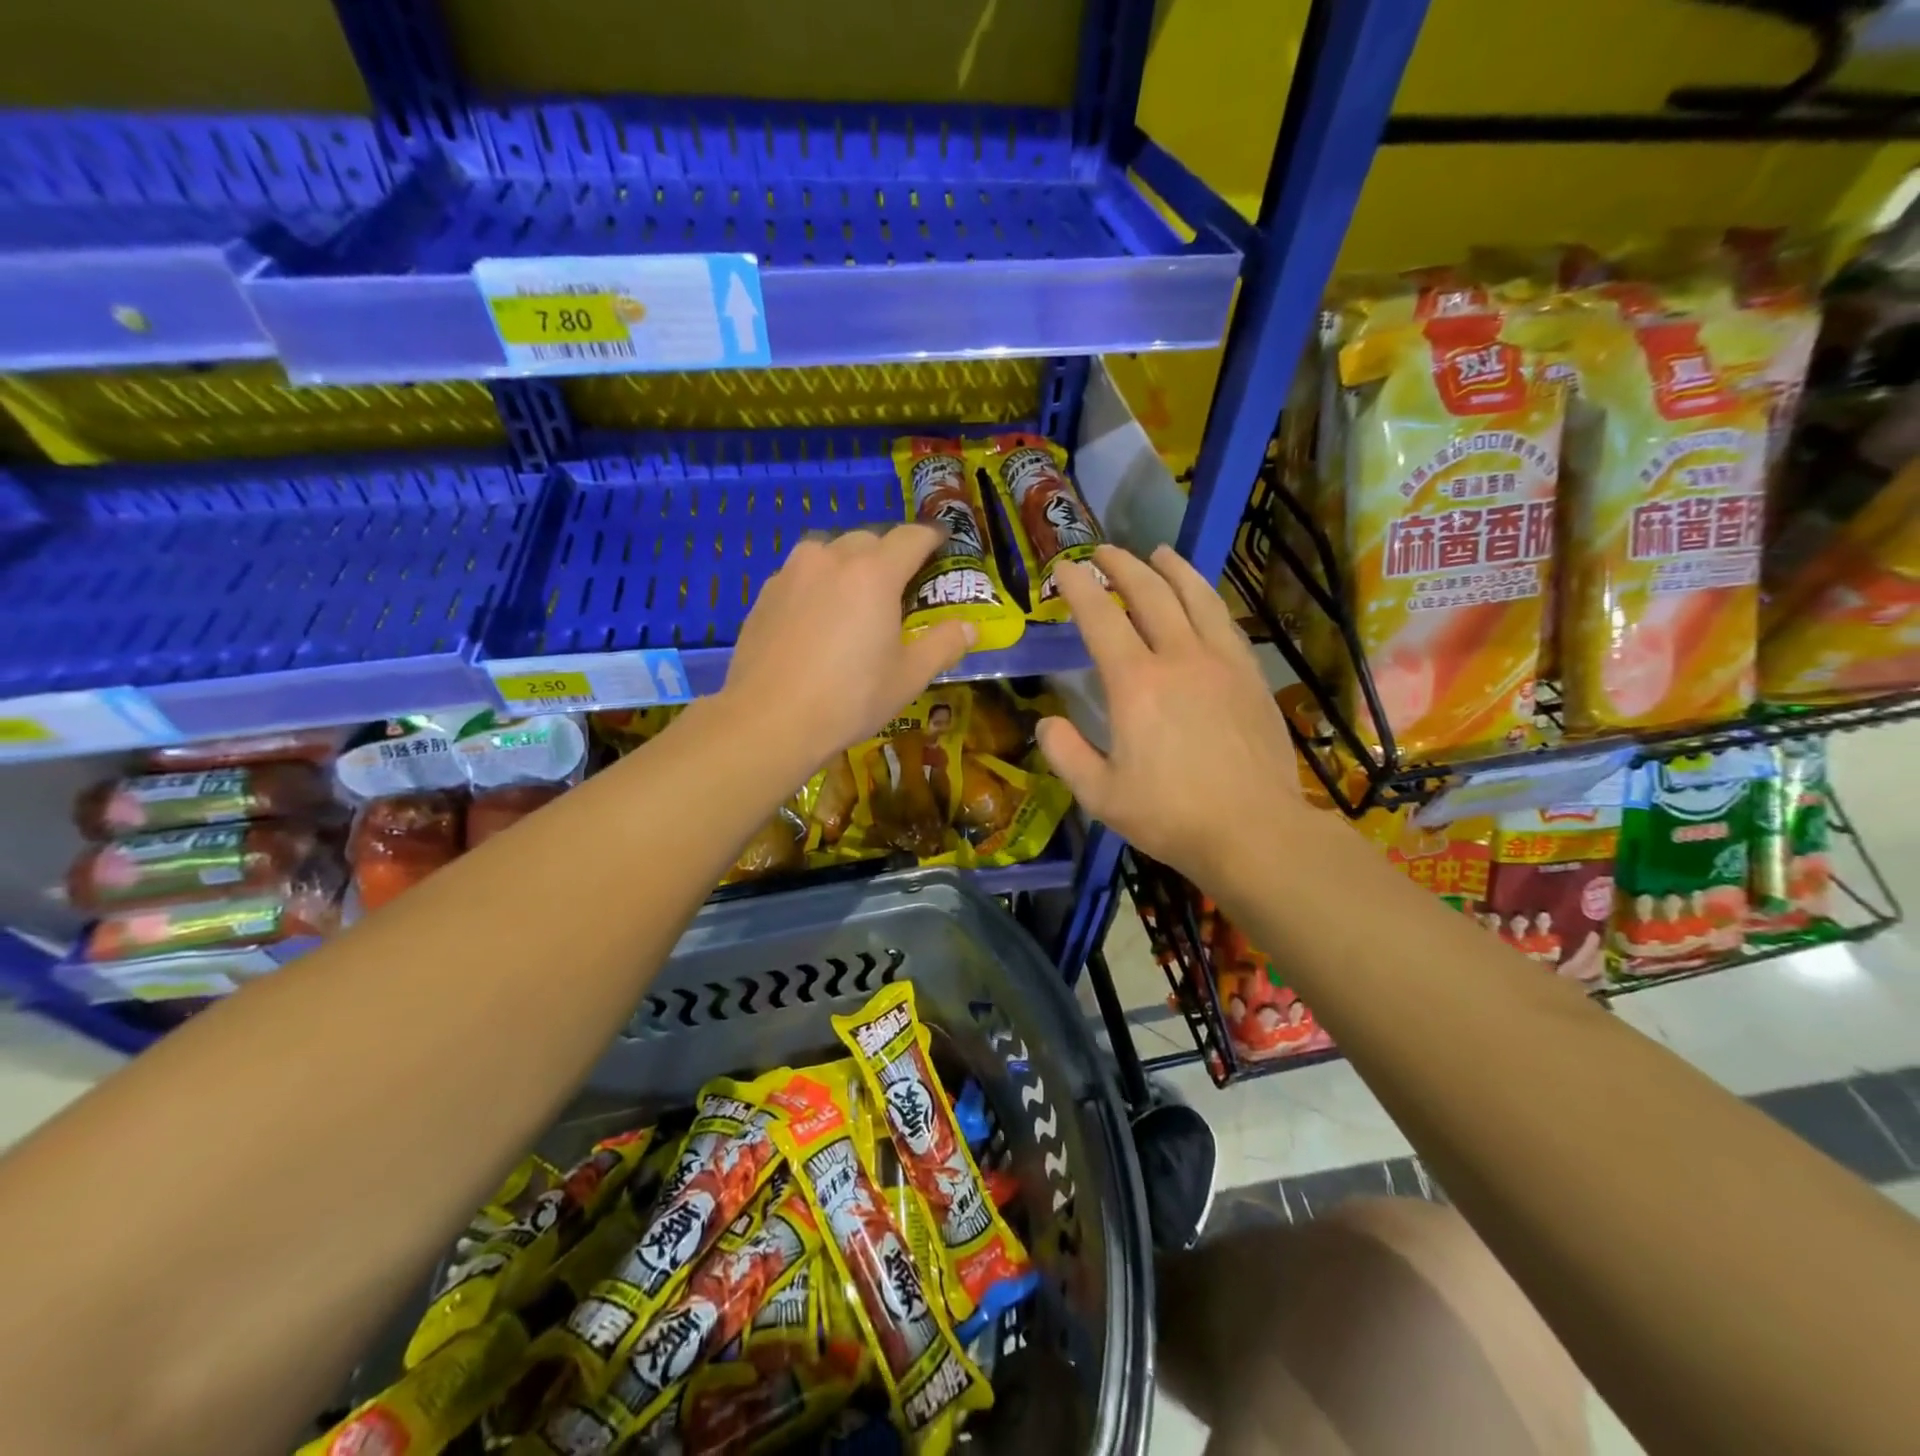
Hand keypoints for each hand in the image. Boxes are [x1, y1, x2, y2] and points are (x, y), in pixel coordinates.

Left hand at [723, 524, 974, 769]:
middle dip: (890, 553)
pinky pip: (802, 574)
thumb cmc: (850, 698)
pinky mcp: (765, 593)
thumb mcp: (908, 677)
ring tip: (856, 597)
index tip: (942, 543)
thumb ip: (943, 645)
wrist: (769, 720)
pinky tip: (819, 618)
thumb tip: (970, 628)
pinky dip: (819, 583)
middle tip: (901, 585)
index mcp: (874, 573)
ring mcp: (792, 572)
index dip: (932, 537)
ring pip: (830, 551)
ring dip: (850, 563)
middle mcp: (832, 558)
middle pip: (869, 539)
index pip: (911, 537)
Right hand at [1036, 545, 1303, 887]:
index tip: (1064, 569)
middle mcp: (1179, 658)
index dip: (1080, 588)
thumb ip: (1065, 754)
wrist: (1255, 831)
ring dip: (1173, 569)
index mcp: (1136, 683)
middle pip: (1150, 593)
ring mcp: (1222, 662)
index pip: (1101, 618)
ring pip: (1196, 597)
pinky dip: (1207, 599)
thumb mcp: (1100, 796)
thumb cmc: (1170, 815)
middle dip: (1123, 566)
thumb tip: (1046, 723)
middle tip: (1104, 552)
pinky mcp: (1251, 676)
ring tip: (1159, 553)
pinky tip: (1202, 600)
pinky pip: (1225, 622)